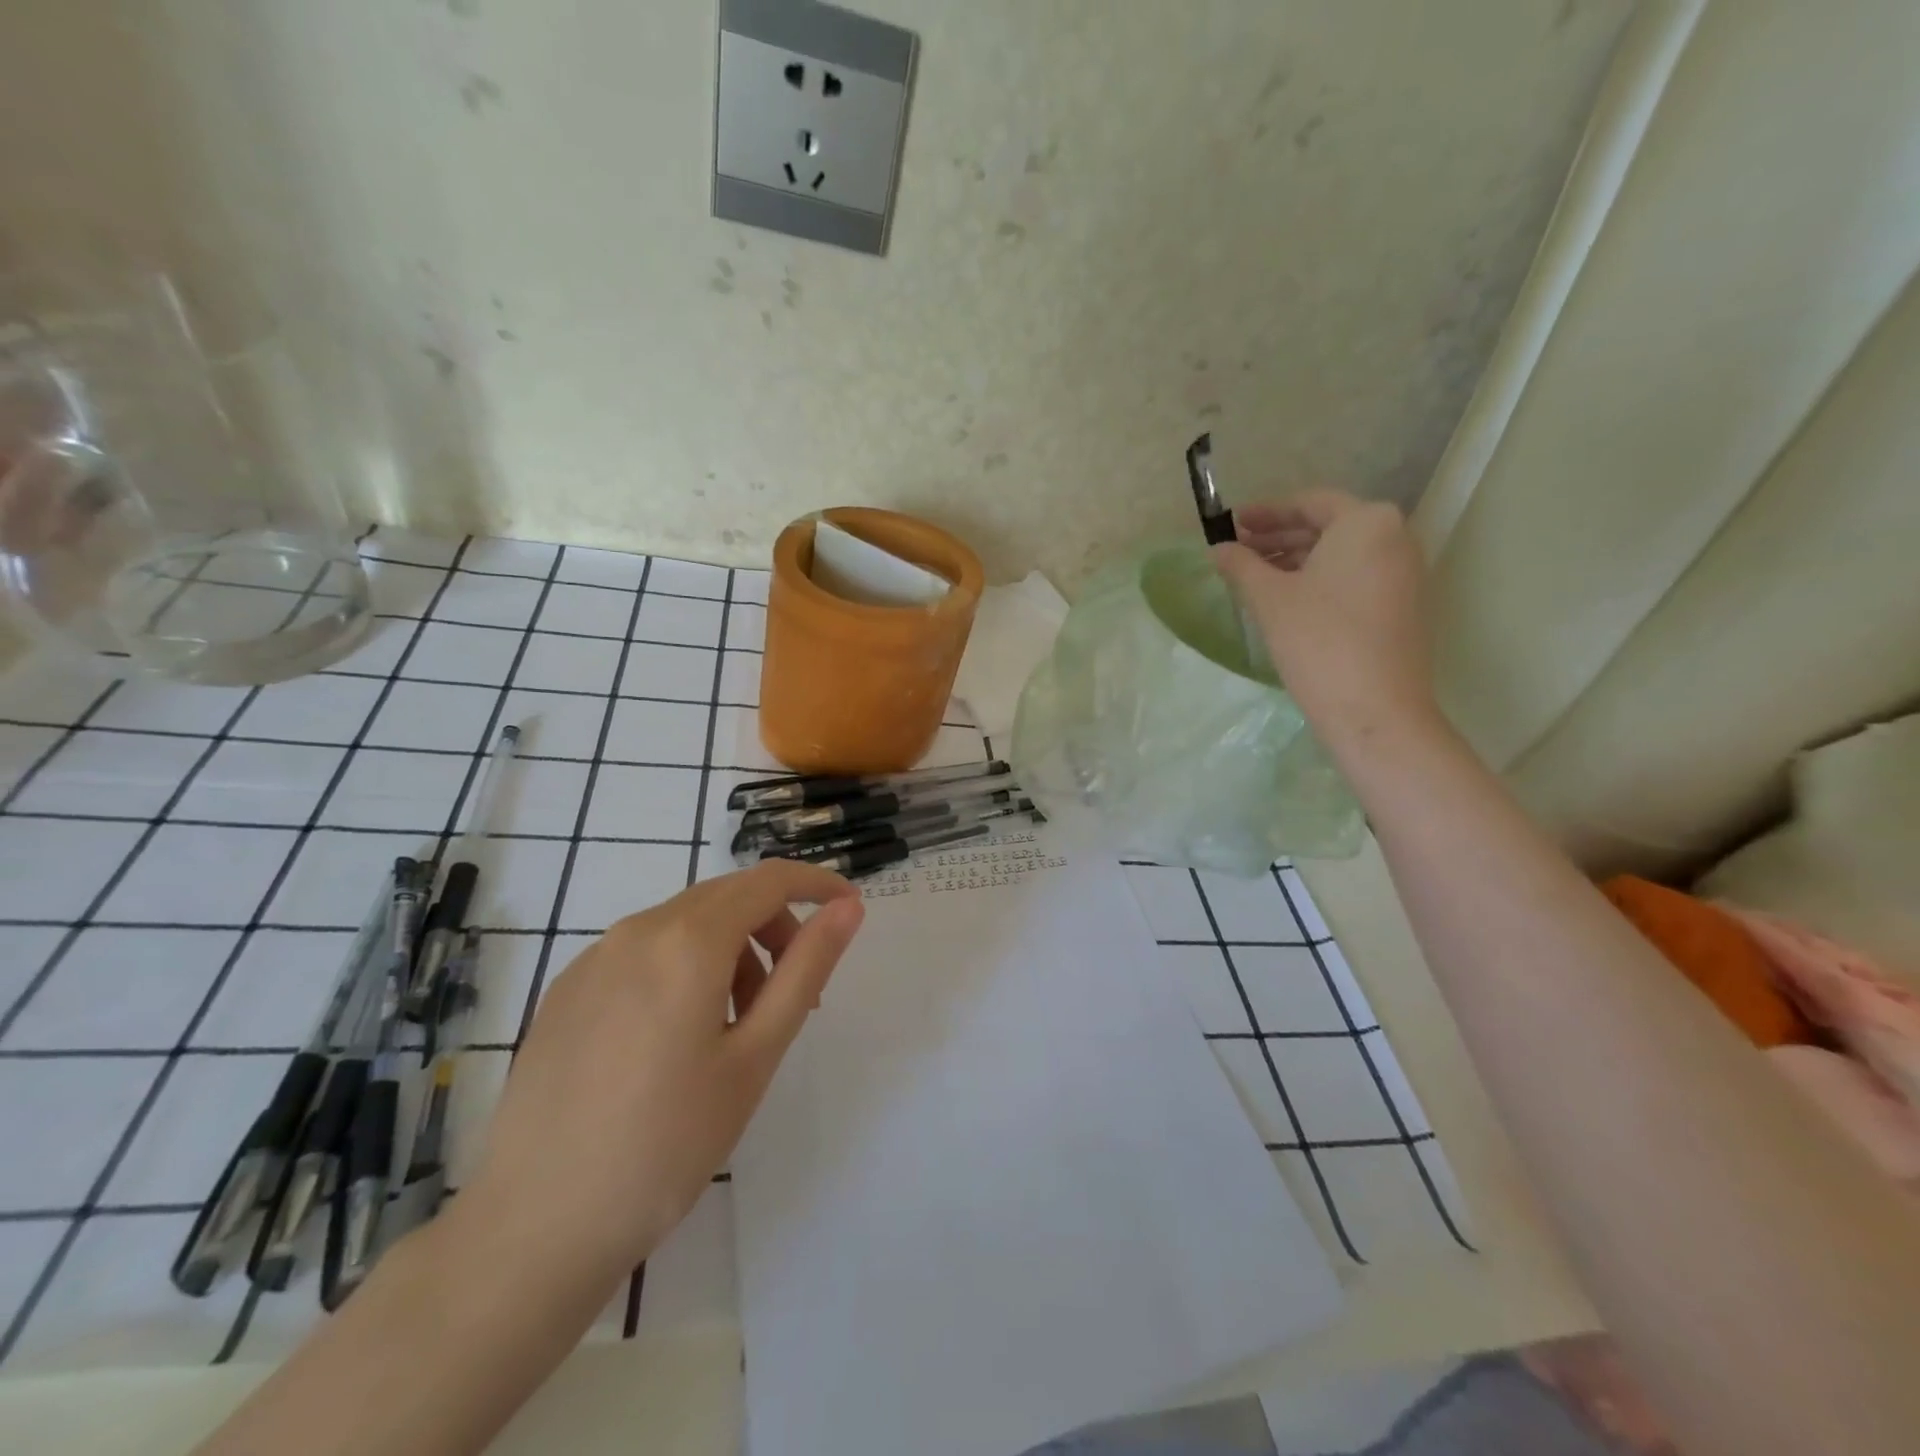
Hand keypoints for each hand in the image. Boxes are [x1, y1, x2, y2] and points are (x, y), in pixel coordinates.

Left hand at [459, 859, 865, 1289]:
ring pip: (684, 924)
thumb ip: (805, 969)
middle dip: (775, 926)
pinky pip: (643, 952)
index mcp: (687, 941)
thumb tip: (847, 909)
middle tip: (797, 993)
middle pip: (726, 898)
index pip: (768, 880)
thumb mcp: (755, 1055)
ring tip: (736, 1028)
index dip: (816, 885)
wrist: (534, 1227)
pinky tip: (677, 1039)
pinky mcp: (566, 990)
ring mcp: (593, 959)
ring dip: (730, 950)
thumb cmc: (667, 1142)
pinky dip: (684, 968)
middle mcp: (636, 931)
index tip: (849, 910)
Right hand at [1213, 491, 1437, 744]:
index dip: (1266, 512)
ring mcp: (1404, 574)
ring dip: (1296, 561)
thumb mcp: (1269, 598)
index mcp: (1367, 522)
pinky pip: (1354, 578)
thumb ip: (1241, 566)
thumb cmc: (1318, 640)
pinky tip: (1286, 601)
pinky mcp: (1402, 606)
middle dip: (1280, 538)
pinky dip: (1319, 581)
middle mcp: (1395, 537)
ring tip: (1255, 578)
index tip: (1233, 524)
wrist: (1374, 709)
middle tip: (1239, 552)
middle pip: (1328, 527)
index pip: (1309, 503)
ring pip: (1341, 555)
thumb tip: (1218, 549)